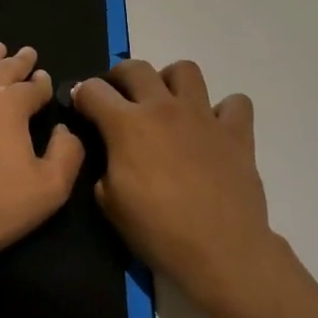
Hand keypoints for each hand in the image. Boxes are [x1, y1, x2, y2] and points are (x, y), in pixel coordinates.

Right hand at [72, 60, 276, 301]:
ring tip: (168, 103)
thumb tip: (109, 154)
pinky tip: (214, 129)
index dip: (81, 95)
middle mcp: (164, 108)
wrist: (220, 250)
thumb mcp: (110, 203)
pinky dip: (223, 110)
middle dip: (119, 76)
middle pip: (136, 68)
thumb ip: (103, 167)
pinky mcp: (236, 131)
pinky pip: (234, 103)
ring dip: (171, 81)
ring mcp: (203, 115)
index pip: (93, 90)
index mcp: (127, 125)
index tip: (80, 105)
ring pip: (186, 70)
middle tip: (119, 97)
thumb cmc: (158, 230)